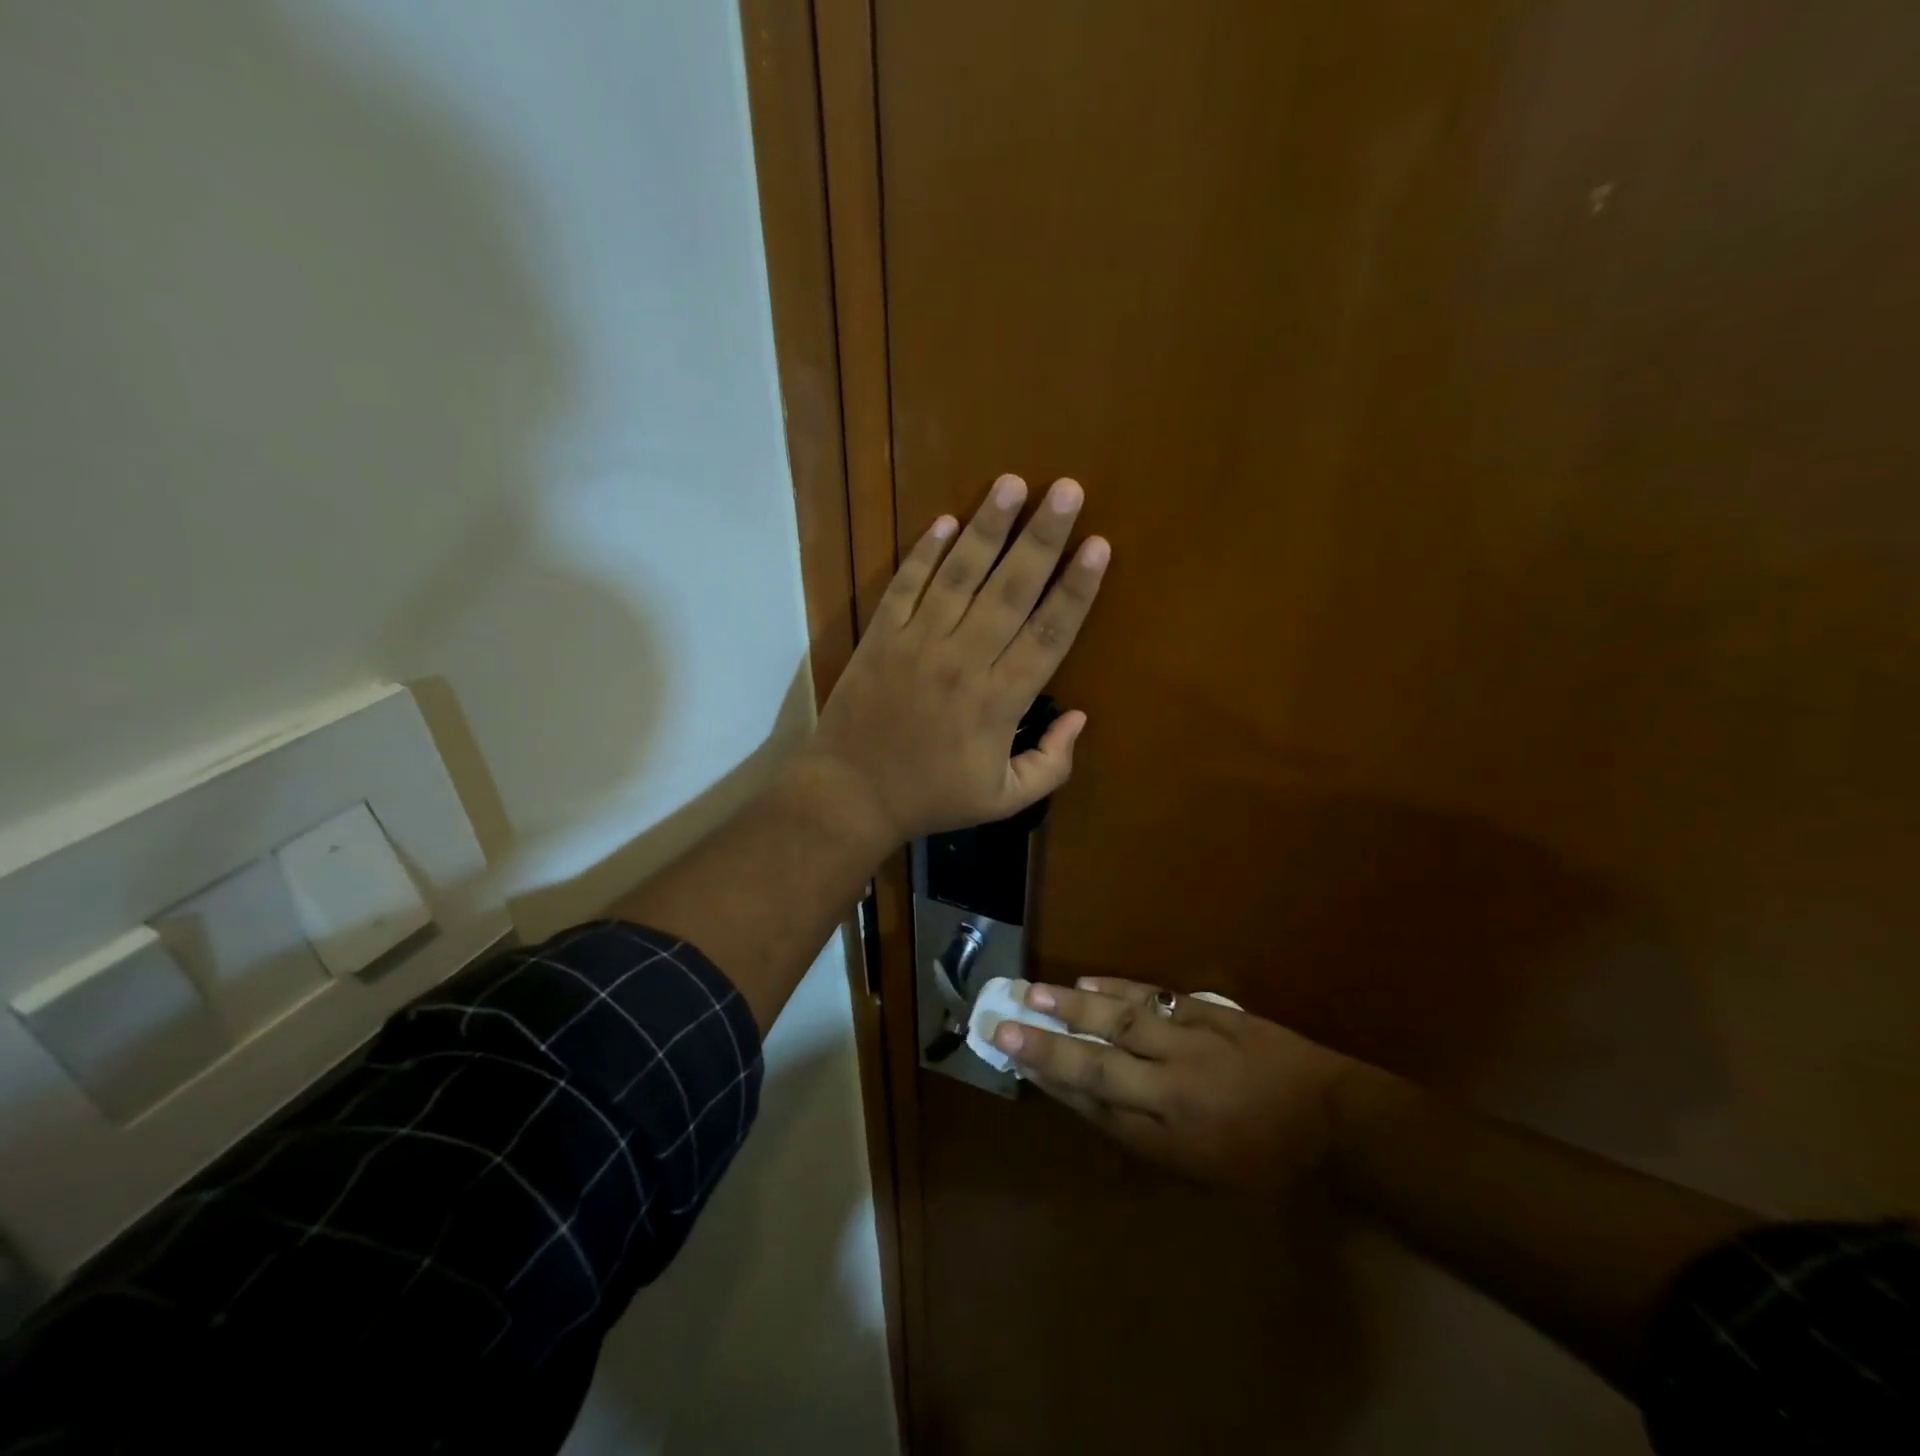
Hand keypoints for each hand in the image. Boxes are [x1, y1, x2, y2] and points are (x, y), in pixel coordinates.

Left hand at [805, 474, 1109, 843]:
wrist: (851, 794)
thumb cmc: (931, 797)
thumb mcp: (1003, 800)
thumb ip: (1051, 764)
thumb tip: (1080, 718)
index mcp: (1000, 700)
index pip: (1048, 633)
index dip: (1077, 589)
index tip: (1098, 546)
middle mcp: (963, 660)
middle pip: (1011, 590)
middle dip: (1043, 537)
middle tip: (1067, 490)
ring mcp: (918, 643)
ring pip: (959, 575)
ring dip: (988, 528)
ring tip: (1012, 484)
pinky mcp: (881, 636)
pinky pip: (906, 586)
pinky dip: (924, 553)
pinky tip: (945, 520)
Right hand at [991, 977, 1370, 1193]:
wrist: (1337, 1123)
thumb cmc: (1267, 1162)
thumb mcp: (1201, 1170)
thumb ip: (1141, 1132)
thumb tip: (1086, 1099)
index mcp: (1171, 1134)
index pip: (1095, 1101)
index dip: (1049, 1076)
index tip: (1010, 1052)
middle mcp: (1174, 1087)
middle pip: (1098, 1060)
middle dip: (1046, 1042)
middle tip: (1002, 1020)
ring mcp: (1194, 1043)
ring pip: (1122, 1020)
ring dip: (1074, 1006)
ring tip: (1032, 992)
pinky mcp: (1213, 1014)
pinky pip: (1158, 998)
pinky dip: (1120, 989)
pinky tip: (1089, 983)